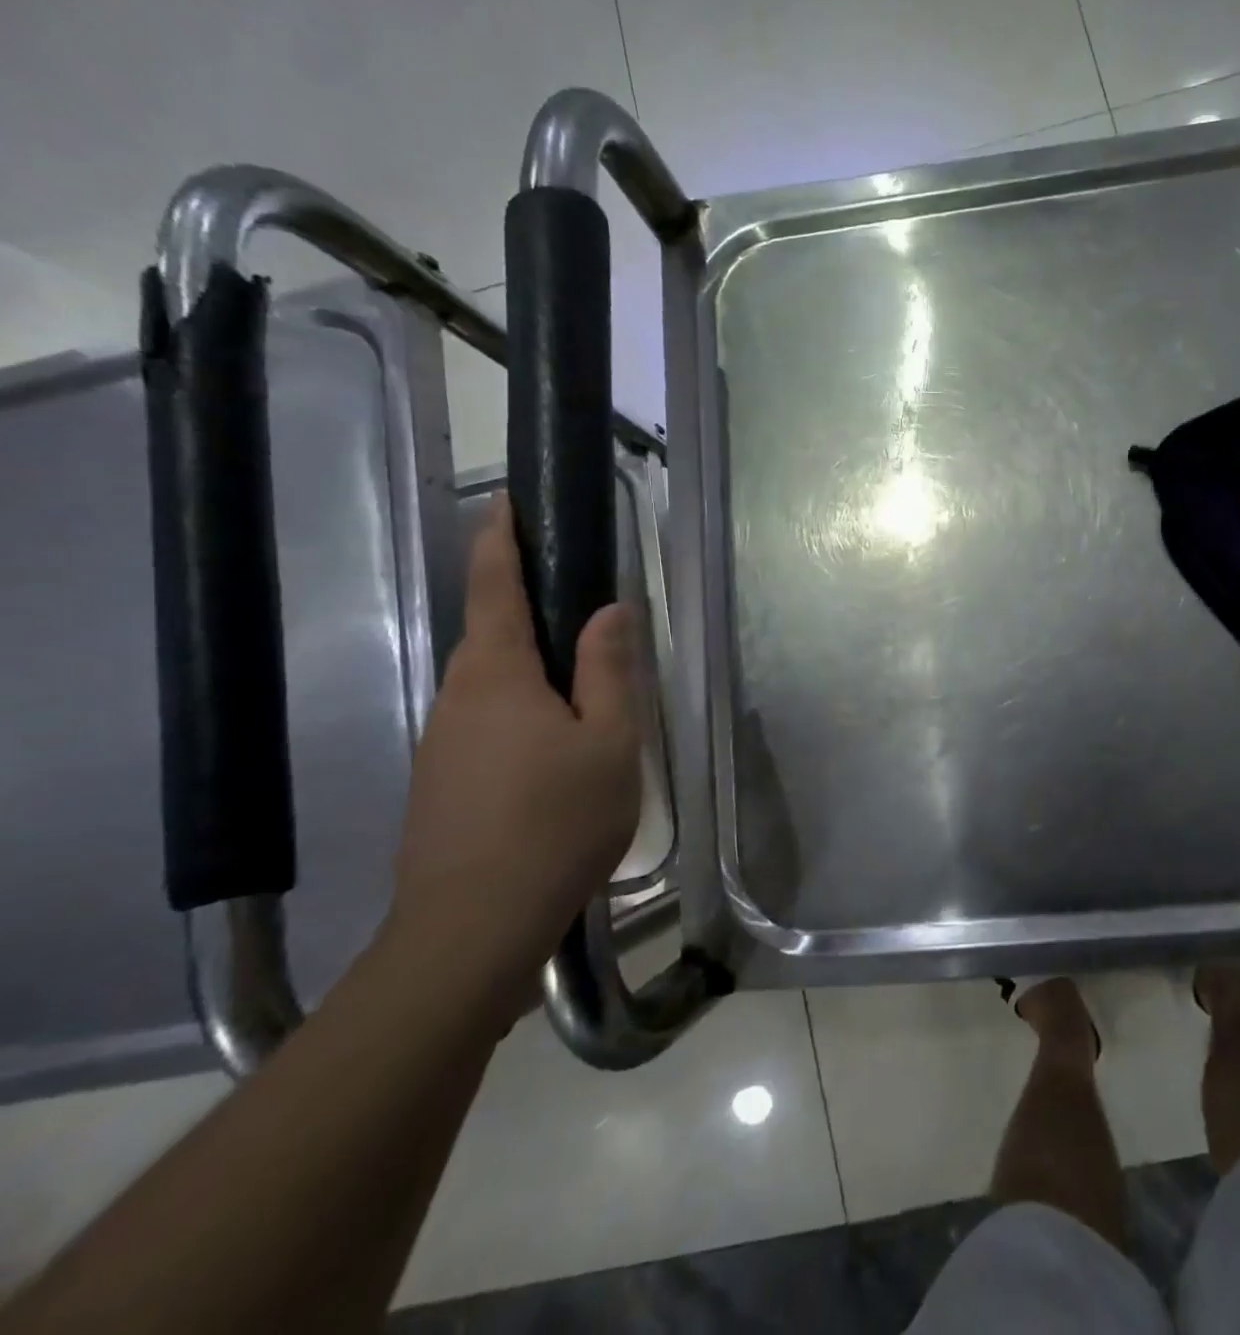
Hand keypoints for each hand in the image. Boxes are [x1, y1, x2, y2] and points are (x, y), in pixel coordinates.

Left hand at [390, 495, 642, 983]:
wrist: (473, 927)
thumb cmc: (556, 821)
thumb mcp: (608, 741)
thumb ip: (609, 670)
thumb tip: (609, 609)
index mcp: (497, 675)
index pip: (494, 586)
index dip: (500, 539)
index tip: (505, 500)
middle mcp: (458, 697)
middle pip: (492, 635)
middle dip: (527, 609)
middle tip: (581, 608)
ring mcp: (443, 743)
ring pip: (492, 686)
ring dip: (531, 671)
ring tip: (584, 690)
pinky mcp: (442, 783)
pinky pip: (487, 724)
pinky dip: (523, 713)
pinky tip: (556, 753)